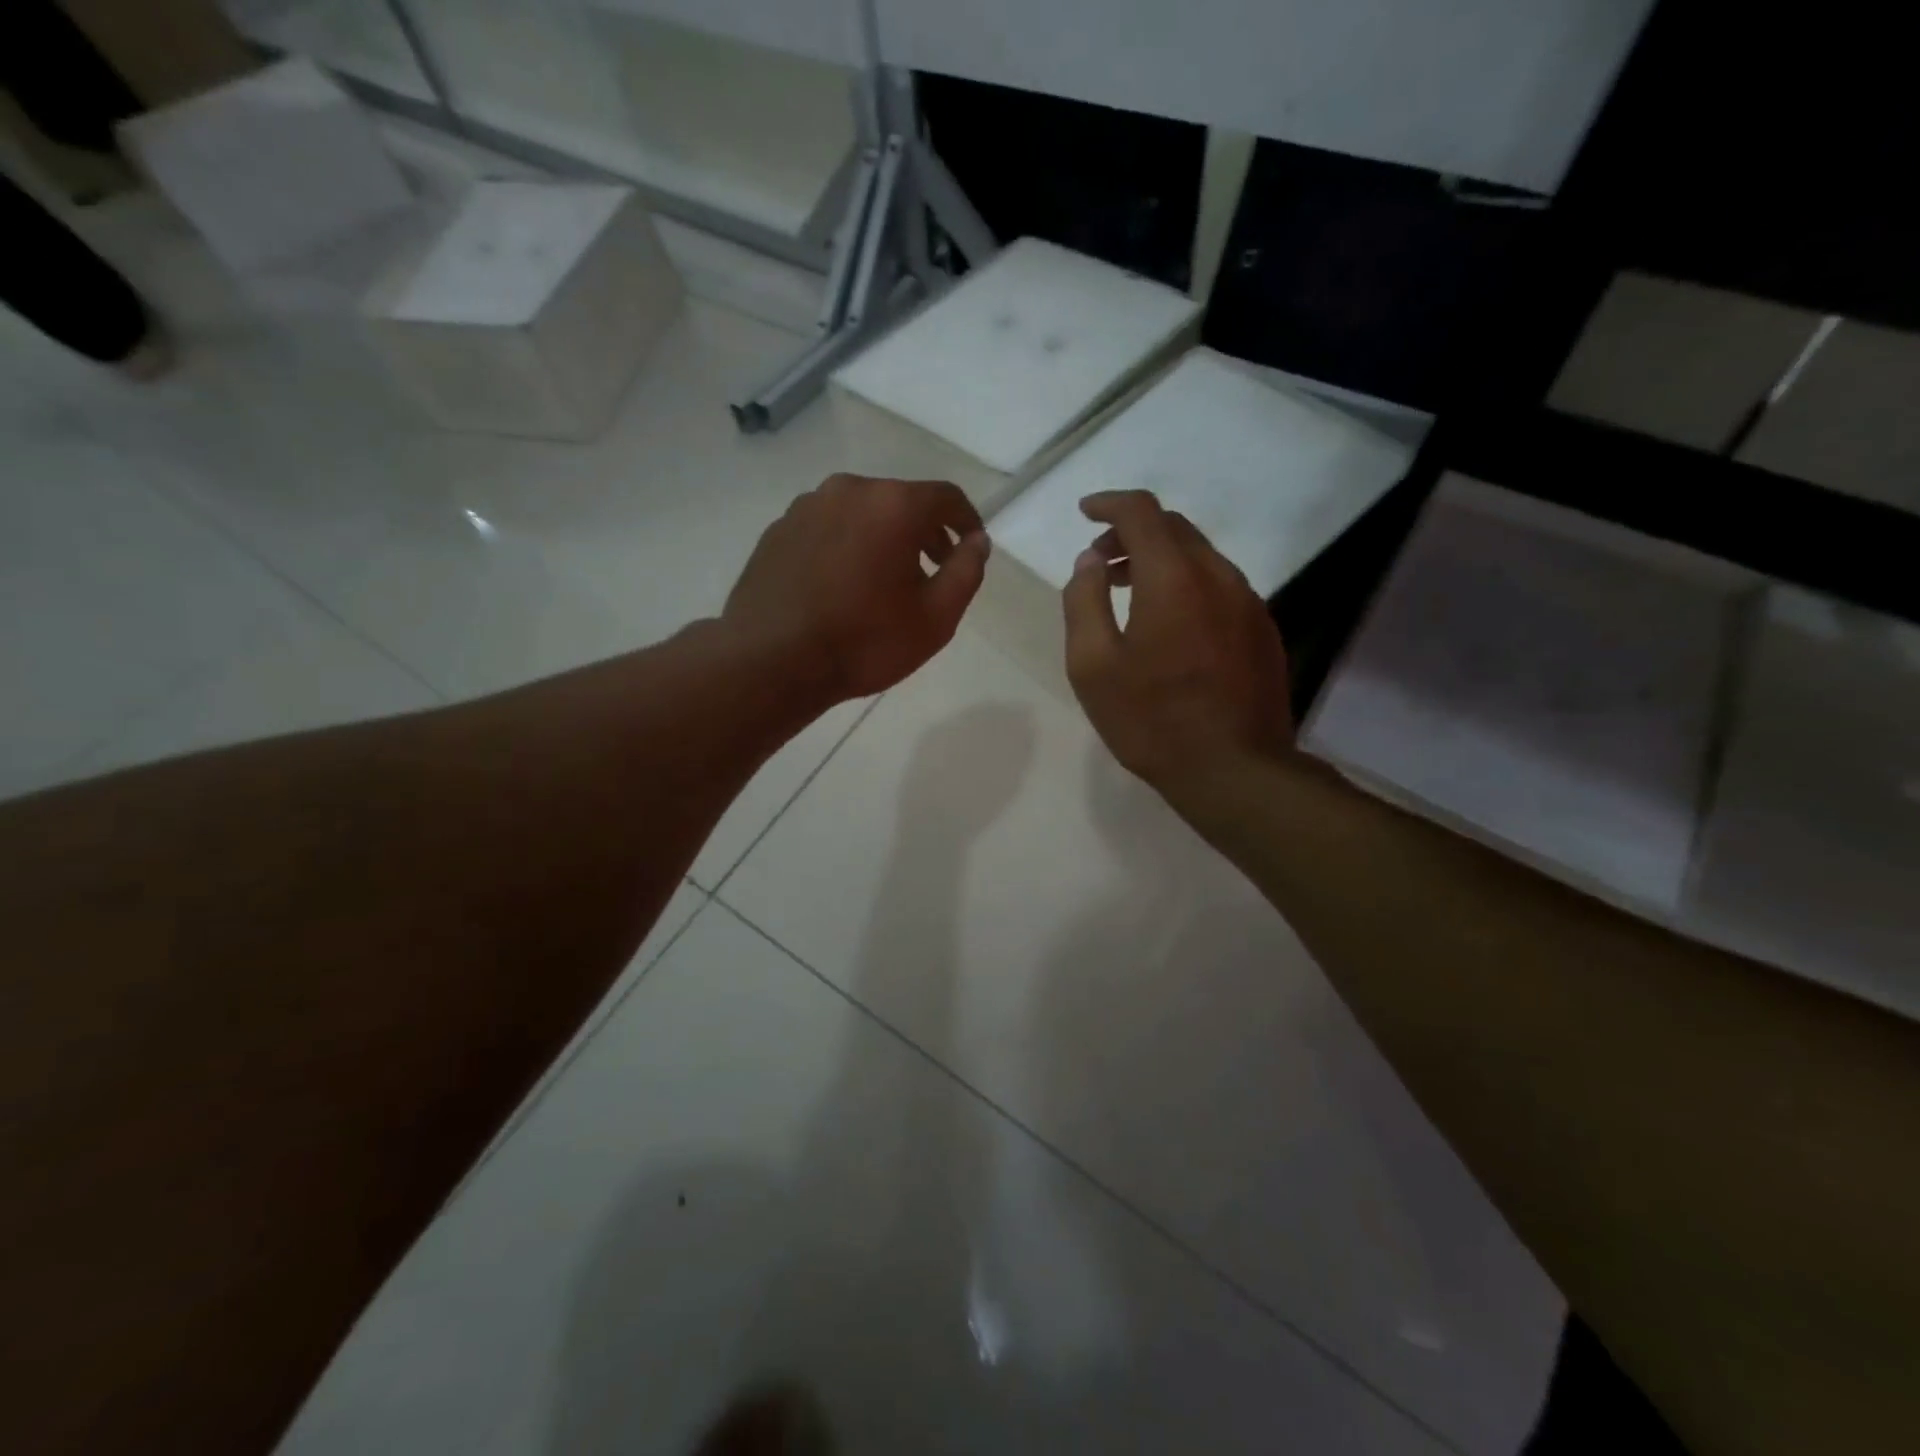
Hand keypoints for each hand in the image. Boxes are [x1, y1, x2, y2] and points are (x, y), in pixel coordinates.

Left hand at [724, 474, 988, 702]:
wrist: (771, 660)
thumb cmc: (864, 642)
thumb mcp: (936, 618)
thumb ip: (966, 572)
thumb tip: (977, 542)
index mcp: (893, 505)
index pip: (946, 497)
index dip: (967, 520)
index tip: (971, 548)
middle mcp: (849, 490)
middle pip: (901, 501)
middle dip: (924, 532)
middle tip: (933, 571)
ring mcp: (807, 506)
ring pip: (861, 513)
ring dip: (883, 538)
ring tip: (885, 582)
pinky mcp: (778, 529)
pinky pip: (828, 527)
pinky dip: (847, 545)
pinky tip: (843, 586)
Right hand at [1062, 490, 1293, 803]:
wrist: (1234, 770)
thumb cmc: (1151, 720)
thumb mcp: (1092, 666)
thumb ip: (1084, 603)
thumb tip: (1090, 563)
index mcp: (1173, 578)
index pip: (1141, 512)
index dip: (1109, 504)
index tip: (1085, 512)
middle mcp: (1218, 576)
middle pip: (1175, 529)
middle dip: (1132, 532)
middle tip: (1101, 562)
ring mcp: (1248, 602)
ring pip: (1200, 557)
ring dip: (1161, 559)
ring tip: (1129, 590)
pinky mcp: (1262, 630)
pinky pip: (1220, 586)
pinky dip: (1187, 584)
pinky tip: (1170, 623)